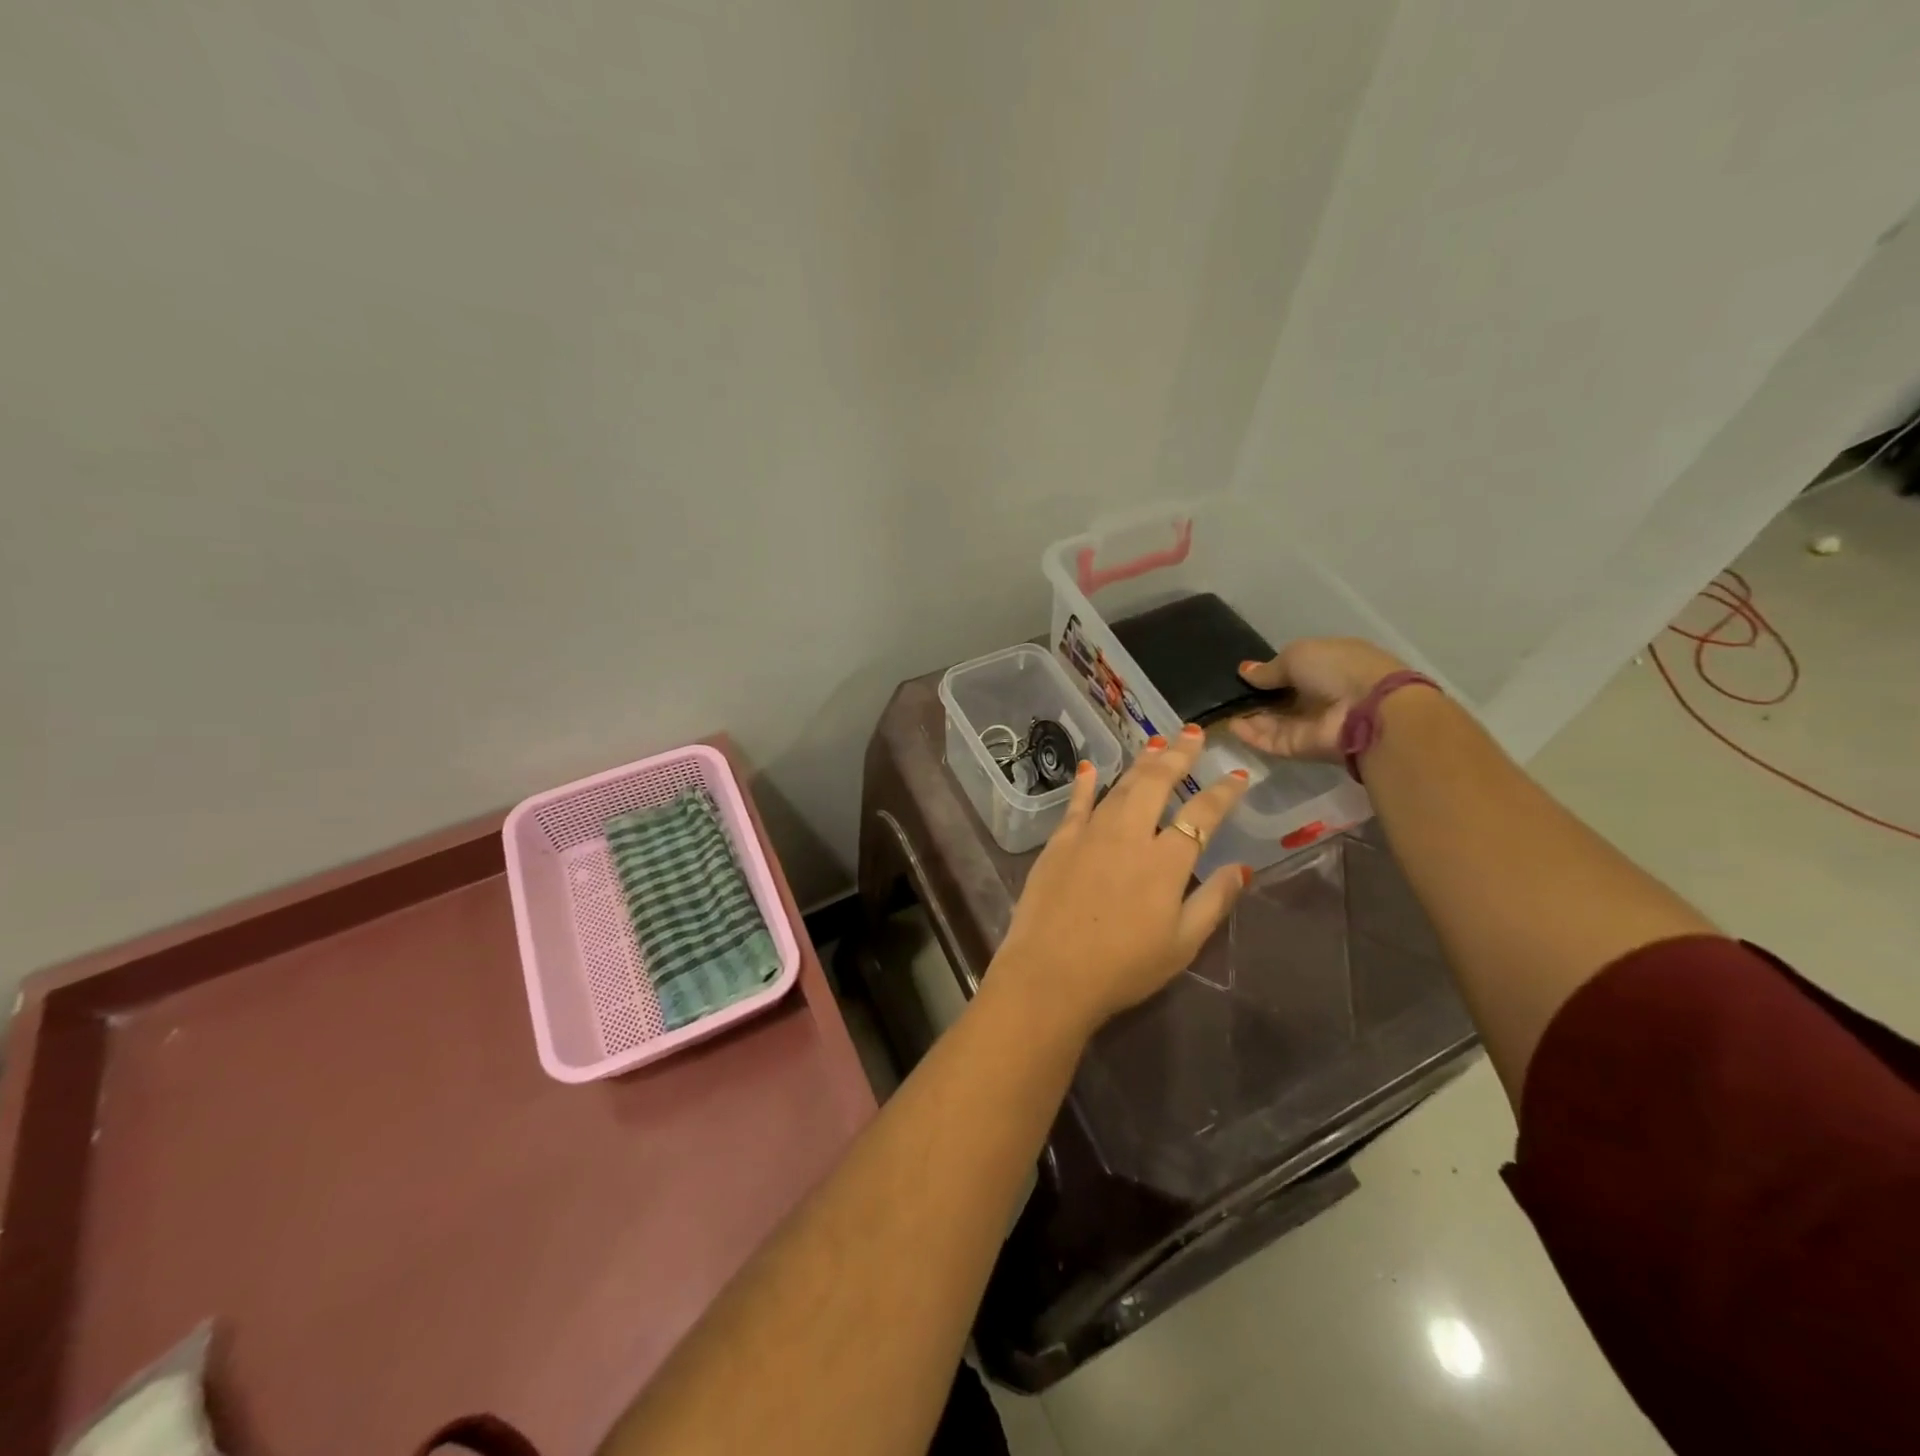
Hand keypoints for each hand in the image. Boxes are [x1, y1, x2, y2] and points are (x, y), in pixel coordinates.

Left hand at [990, 725, 1251, 1037]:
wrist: (1050, 974)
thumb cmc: (1122, 968)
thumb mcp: (1182, 945)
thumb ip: (1213, 901)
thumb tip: (1243, 868)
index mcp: (1165, 862)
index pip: (1202, 815)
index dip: (1223, 793)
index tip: (1239, 776)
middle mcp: (1129, 835)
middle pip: (1158, 783)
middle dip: (1179, 755)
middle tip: (1194, 735)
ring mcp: (1090, 833)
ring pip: (1120, 786)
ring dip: (1141, 761)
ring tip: (1157, 741)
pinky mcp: (1059, 841)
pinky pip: (1076, 803)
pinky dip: (1085, 783)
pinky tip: (1089, 767)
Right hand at [1229, 637, 1408, 760]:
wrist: (1369, 712)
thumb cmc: (1338, 669)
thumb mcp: (1298, 655)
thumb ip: (1269, 668)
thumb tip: (1245, 671)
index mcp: (1328, 665)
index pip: (1294, 670)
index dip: (1269, 671)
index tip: (1242, 673)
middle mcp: (1321, 695)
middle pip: (1281, 698)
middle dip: (1255, 695)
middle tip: (1224, 693)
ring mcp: (1311, 723)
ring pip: (1273, 721)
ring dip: (1249, 715)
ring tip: (1220, 708)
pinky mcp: (1302, 748)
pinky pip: (1272, 740)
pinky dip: (1251, 735)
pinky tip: (1230, 725)